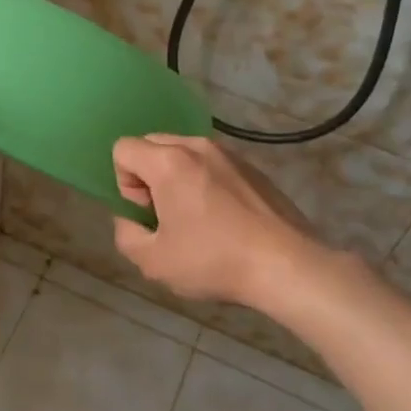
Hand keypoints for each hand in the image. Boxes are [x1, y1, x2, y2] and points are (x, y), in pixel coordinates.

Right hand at [111, 134, 329, 307]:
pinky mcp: (253, 168)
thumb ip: (126, 235)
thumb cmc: (214, 261)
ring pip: (184, 153)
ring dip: (178, 178)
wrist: (287, 266)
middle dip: (148, 176)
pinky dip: (206, 182)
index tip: (147, 213)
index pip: (123, 148)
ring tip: (196, 218)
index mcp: (168, 161)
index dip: (124, 183)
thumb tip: (132, 220)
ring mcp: (229, 154)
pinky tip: (225, 220)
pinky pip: (213, 164)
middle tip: (166, 215)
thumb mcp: (153, 261)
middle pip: (152, 144)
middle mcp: (197, 146)